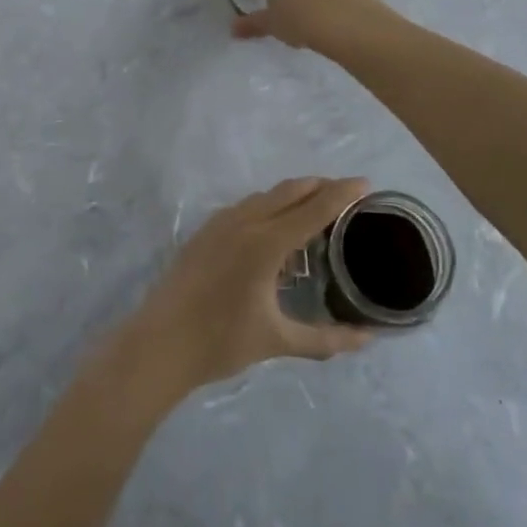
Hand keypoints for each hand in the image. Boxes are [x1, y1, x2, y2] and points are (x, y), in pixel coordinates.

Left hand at [116, 178, 373, 396]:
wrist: (160, 343)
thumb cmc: (221, 342)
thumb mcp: (278, 341)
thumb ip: (325, 338)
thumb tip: (366, 339)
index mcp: (266, 243)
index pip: (314, 207)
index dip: (342, 193)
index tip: (366, 183)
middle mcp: (245, 221)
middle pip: (291, 190)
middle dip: (321, 186)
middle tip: (347, 196)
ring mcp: (221, 222)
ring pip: (266, 195)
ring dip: (294, 195)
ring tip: (315, 212)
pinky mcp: (206, 231)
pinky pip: (247, 206)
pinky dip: (270, 206)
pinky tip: (275, 233)